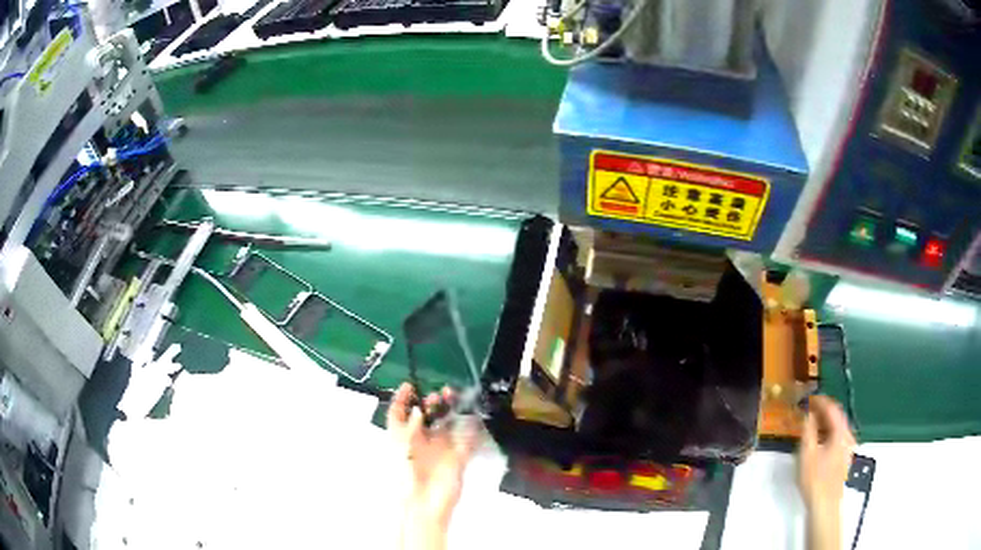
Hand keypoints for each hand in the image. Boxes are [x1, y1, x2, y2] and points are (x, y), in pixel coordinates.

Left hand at [388, 383, 479, 546]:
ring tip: (453, 398)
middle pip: (425, 416)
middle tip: (438, 394)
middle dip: (430, 402)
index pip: (398, 414)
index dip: (401, 399)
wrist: (424, 505)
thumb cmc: (406, 477)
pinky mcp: (458, 457)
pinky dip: (471, 428)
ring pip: (446, 423)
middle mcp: (420, 441)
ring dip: (450, 410)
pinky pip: (467, 439)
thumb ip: (410, 428)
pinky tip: (473, 416)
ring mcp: (440, 449)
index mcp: (401, 439)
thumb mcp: (402, 449)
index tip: (409, 384)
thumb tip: (418, 410)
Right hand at [798, 395, 854, 549]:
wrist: (825, 504)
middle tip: (809, 409)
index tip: (808, 398)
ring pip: (838, 428)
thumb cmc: (815, 478)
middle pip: (837, 417)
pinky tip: (819, 441)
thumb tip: (807, 413)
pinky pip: (837, 438)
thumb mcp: (807, 453)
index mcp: (841, 432)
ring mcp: (848, 448)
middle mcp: (848, 436)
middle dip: (823, 411)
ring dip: (825, 422)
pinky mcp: (844, 458)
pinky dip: (828, 433)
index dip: (820, 401)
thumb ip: (808, 430)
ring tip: (812, 424)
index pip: (832, 408)